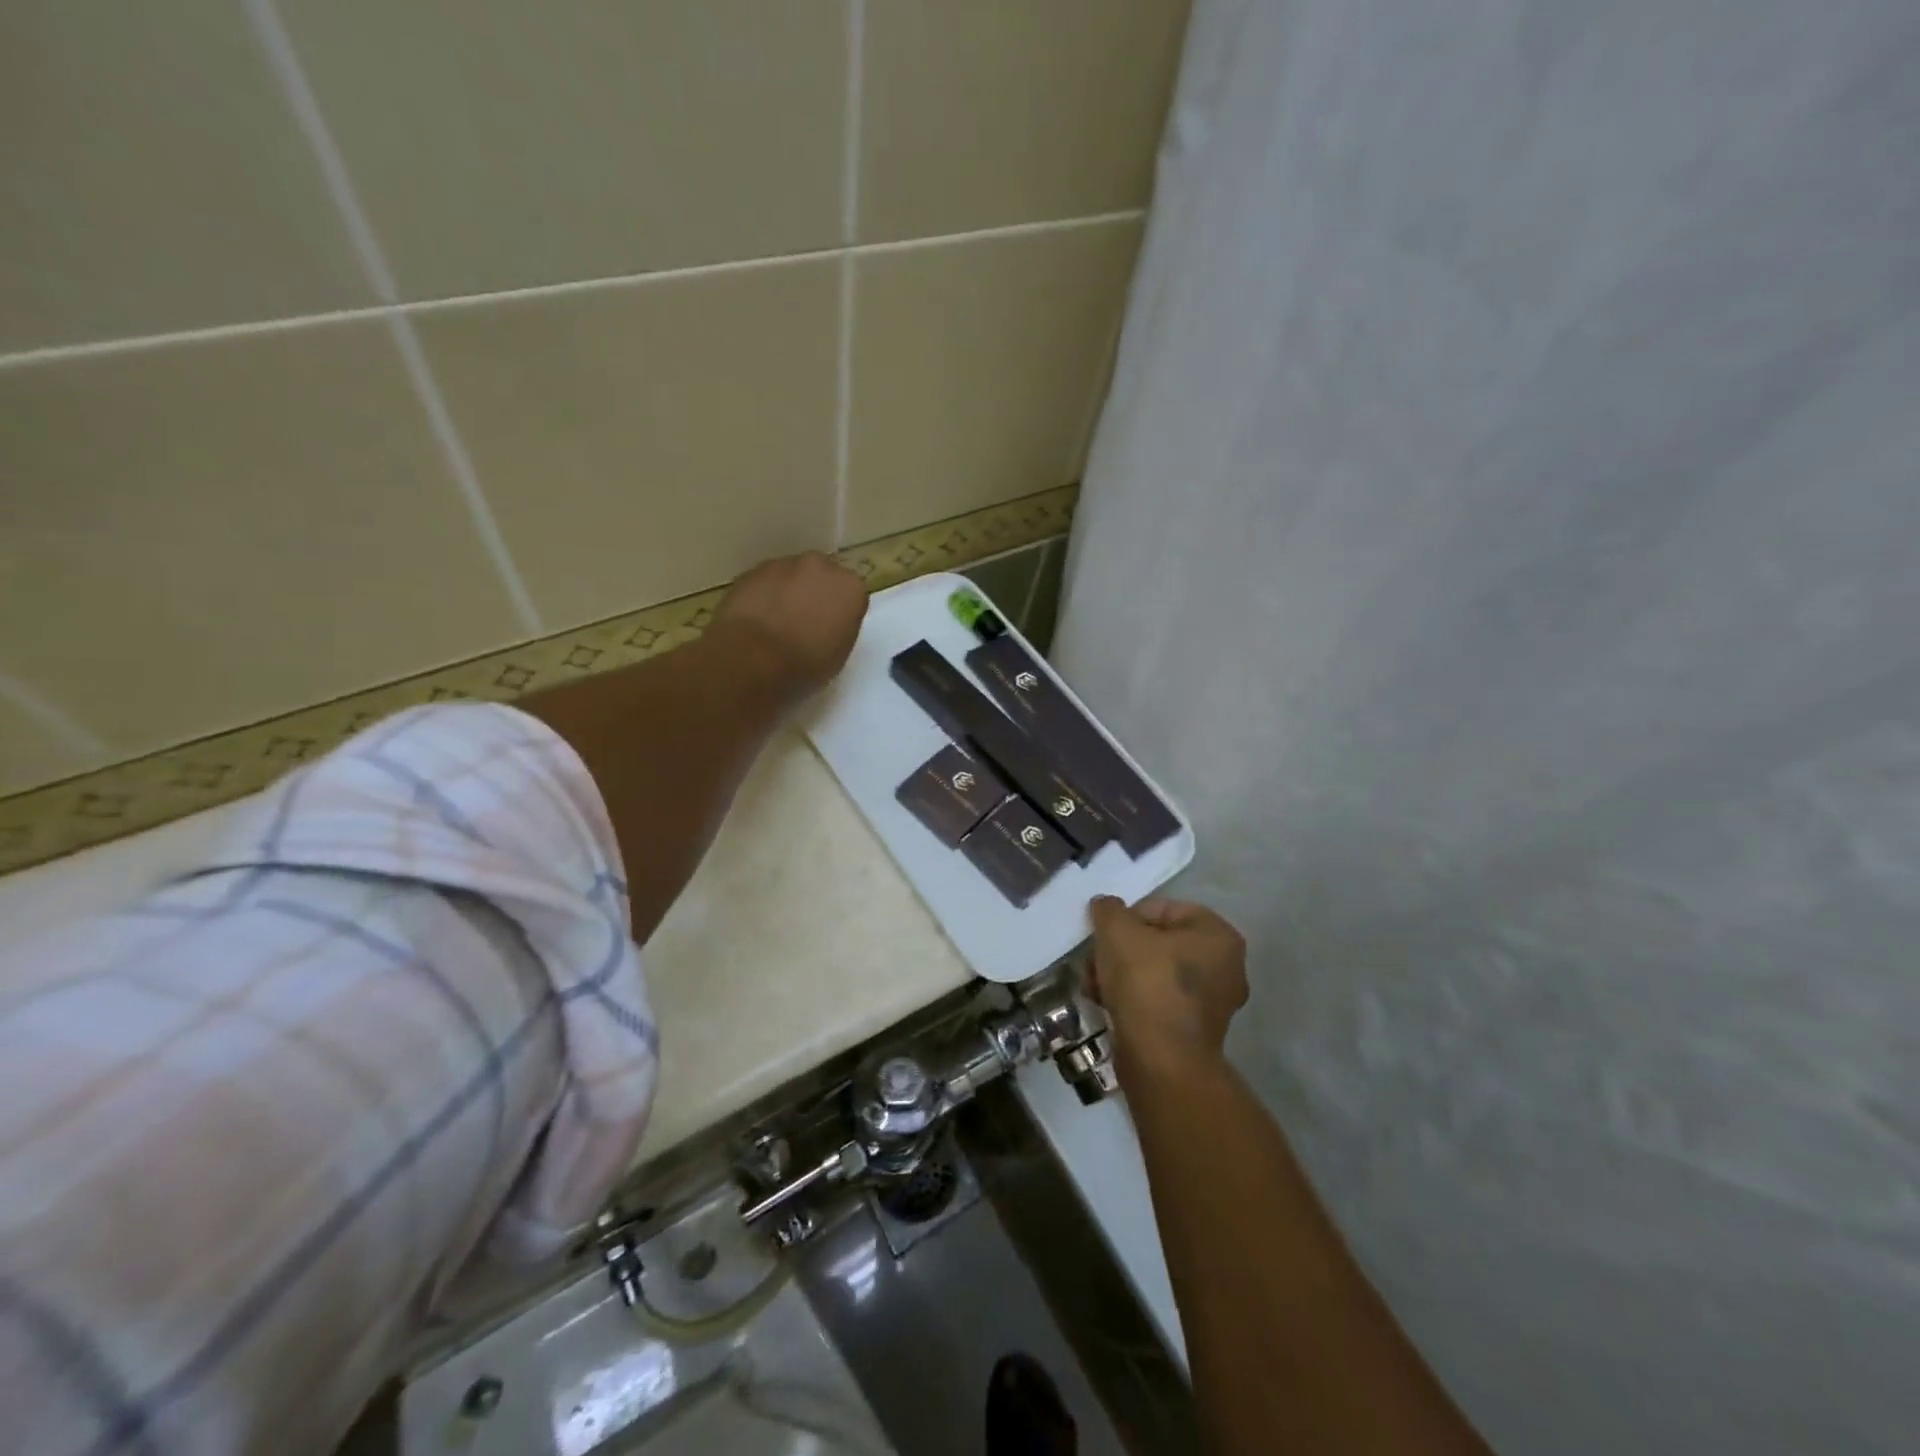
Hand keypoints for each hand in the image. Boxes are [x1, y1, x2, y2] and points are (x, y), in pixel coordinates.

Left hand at [712, 552, 868, 698]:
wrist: (754, 658)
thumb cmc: (806, 664)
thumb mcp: (839, 654)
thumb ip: (839, 628)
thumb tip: (827, 624)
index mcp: (851, 587)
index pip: (851, 595)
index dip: (840, 613)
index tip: (830, 630)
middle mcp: (820, 566)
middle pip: (821, 576)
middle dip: (814, 594)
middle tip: (804, 623)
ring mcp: (782, 565)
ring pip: (790, 576)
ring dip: (787, 593)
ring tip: (775, 624)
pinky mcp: (750, 571)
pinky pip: (763, 583)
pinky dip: (762, 596)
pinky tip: (755, 621)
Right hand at [1088, 895, 1247, 1074]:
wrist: (1161, 1062)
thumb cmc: (1147, 983)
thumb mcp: (1117, 931)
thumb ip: (1109, 910)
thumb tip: (1106, 907)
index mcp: (1218, 935)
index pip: (1163, 908)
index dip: (1127, 919)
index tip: (1105, 937)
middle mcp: (1226, 966)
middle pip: (1157, 942)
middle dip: (1120, 950)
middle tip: (1096, 962)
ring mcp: (1213, 1003)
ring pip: (1154, 972)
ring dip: (1121, 975)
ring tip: (1095, 987)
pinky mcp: (1195, 1032)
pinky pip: (1158, 1001)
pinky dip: (1133, 1000)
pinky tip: (1107, 1006)